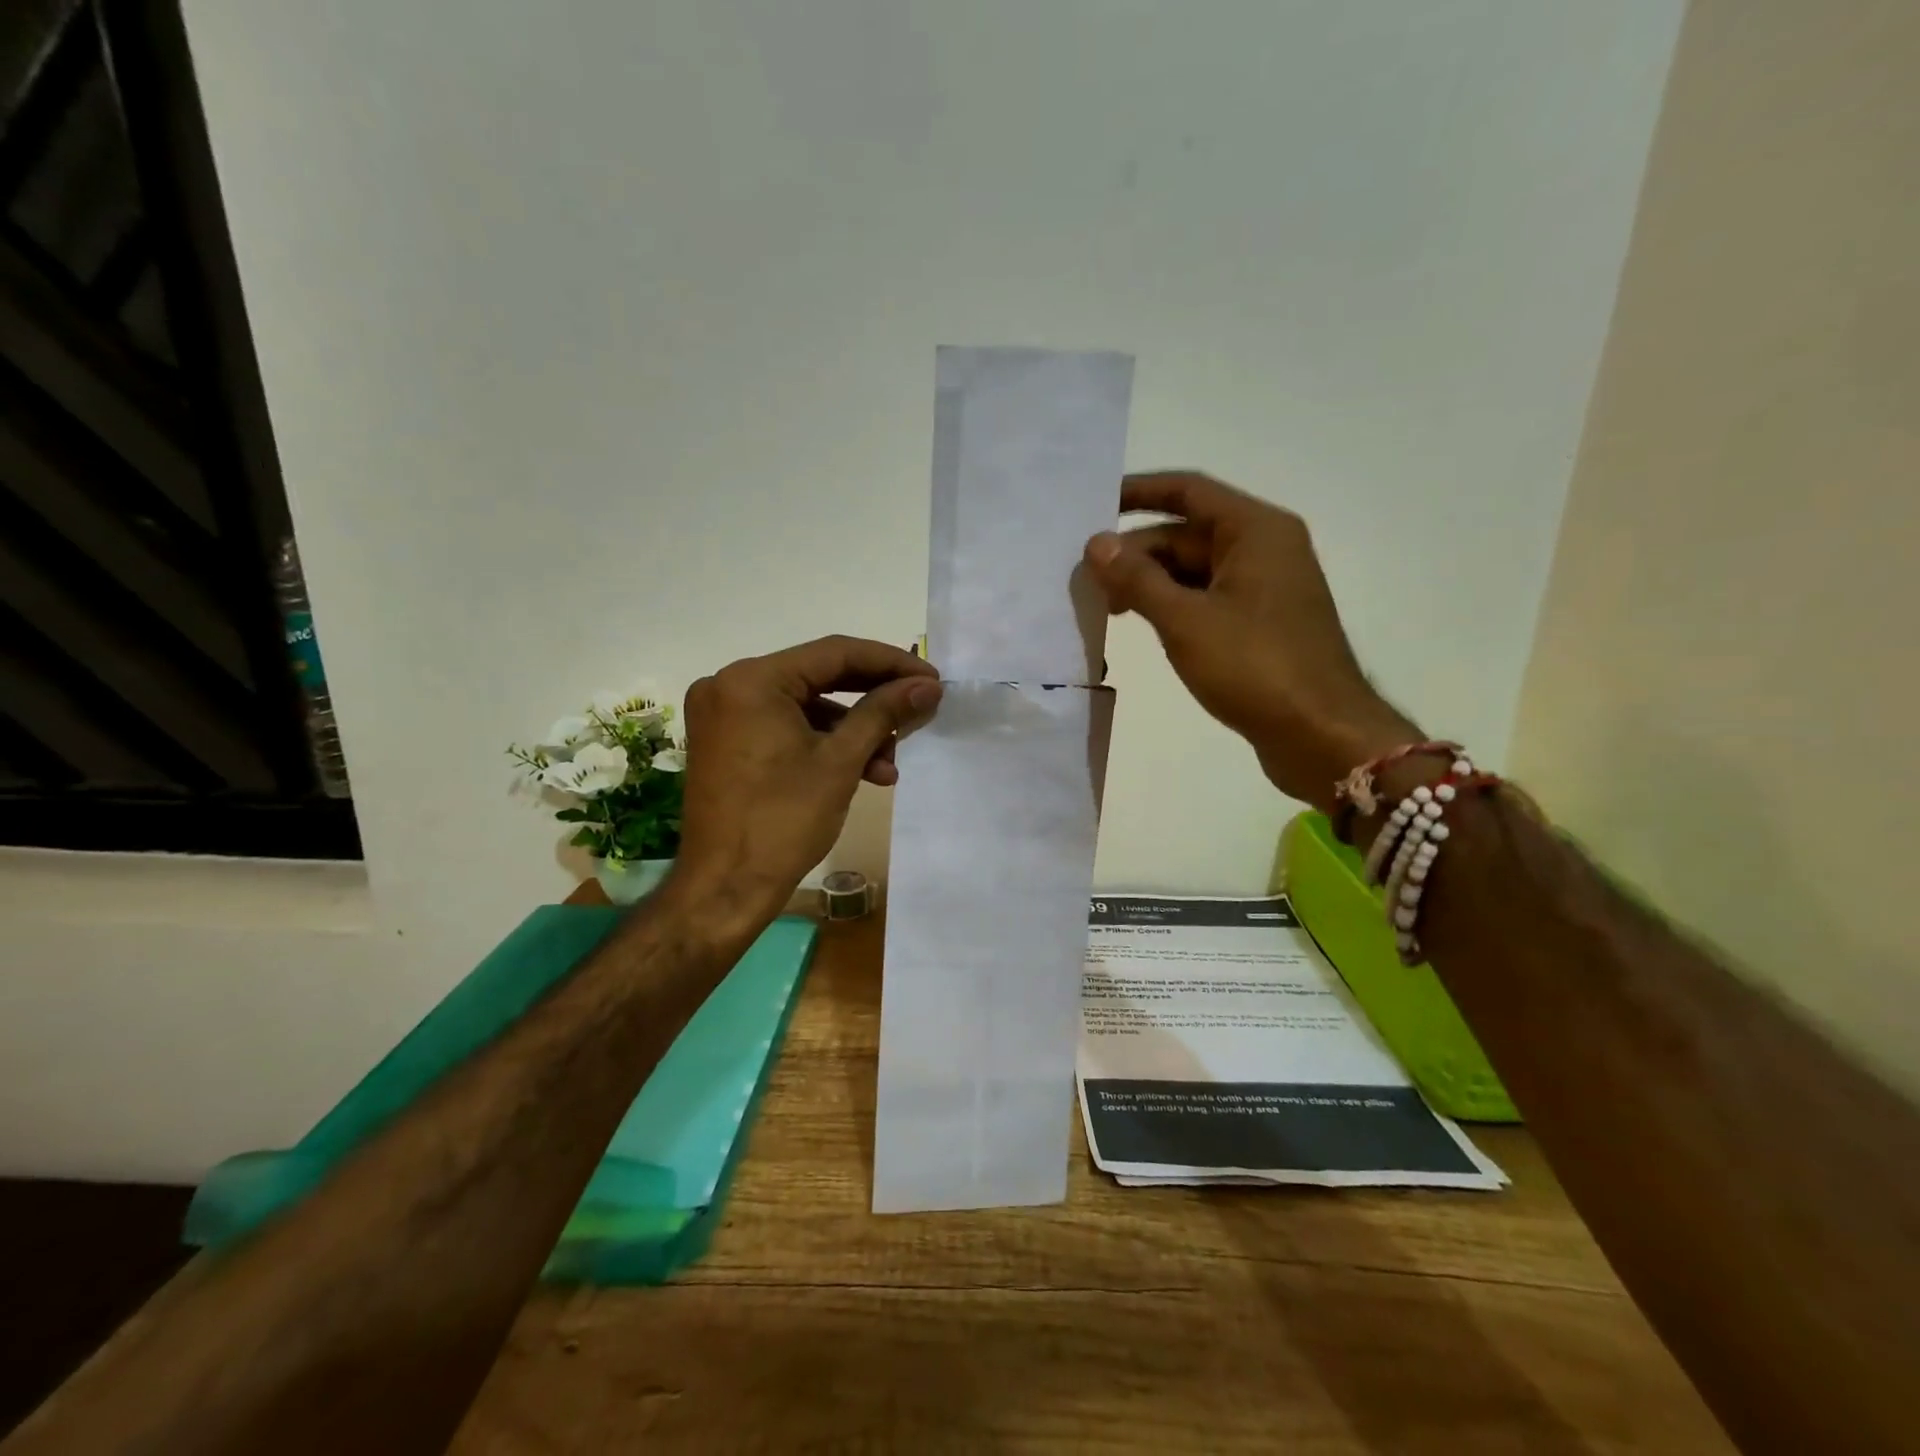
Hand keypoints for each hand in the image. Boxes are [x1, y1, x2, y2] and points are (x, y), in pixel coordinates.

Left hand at [667, 636, 941, 936]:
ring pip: (806, 705)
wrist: (724, 889)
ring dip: (853, 729)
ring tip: (892, 760)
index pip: (834, 653)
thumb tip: (927, 684)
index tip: (931, 677)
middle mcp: (729, 685)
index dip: (890, 663)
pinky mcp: (728, 741)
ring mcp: (725, 714)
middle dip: (874, 696)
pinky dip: (825, 743)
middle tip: (920, 705)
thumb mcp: (840, 761)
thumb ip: (883, 712)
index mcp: (751, 680)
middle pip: (819, 676)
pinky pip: (787, 726)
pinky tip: (864, 769)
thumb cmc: (782, 822)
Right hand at [1084, 471, 1415, 810]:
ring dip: (1150, 582)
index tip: (1093, 506)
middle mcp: (1263, 549)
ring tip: (1105, 606)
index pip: (1188, 491)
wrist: (1320, 734)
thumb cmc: (1255, 667)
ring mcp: (1263, 588)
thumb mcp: (1185, 621)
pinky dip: (1171, 606)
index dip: (1138, 493)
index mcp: (1255, 531)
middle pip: (1187, 534)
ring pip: (1194, 570)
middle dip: (1136, 552)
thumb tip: (1096, 544)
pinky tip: (1140, 625)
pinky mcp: (1260, 624)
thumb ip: (1137, 579)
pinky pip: (1206, 599)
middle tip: (1086, 579)